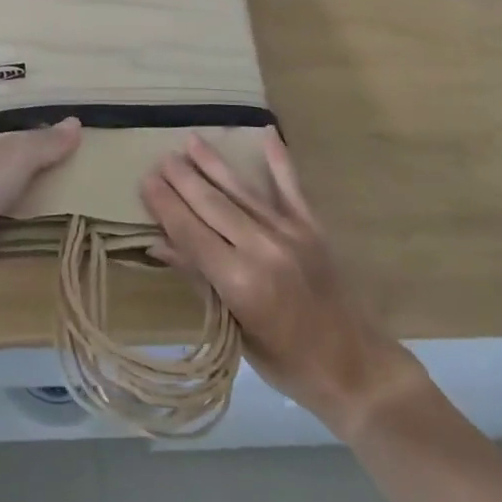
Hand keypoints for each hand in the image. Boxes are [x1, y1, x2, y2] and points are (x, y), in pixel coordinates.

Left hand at [0, 118, 81, 293]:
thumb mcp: (15, 154)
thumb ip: (45, 142)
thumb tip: (76, 123)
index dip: (6, 123)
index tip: (36, 123)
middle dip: (18, 164)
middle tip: (56, 160)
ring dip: (19, 199)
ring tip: (59, 193)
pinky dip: (18, 231)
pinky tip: (44, 229)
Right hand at [140, 130, 426, 436]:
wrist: (356, 369)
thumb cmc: (287, 363)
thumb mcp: (235, 332)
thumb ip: (200, 281)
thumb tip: (159, 245)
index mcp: (240, 281)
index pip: (192, 233)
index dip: (166, 207)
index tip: (145, 181)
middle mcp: (263, 248)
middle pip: (213, 205)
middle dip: (184, 180)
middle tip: (160, 158)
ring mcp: (290, 233)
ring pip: (243, 191)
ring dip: (214, 165)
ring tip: (191, 142)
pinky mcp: (312, 227)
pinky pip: (291, 187)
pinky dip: (279, 159)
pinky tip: (267, 133)